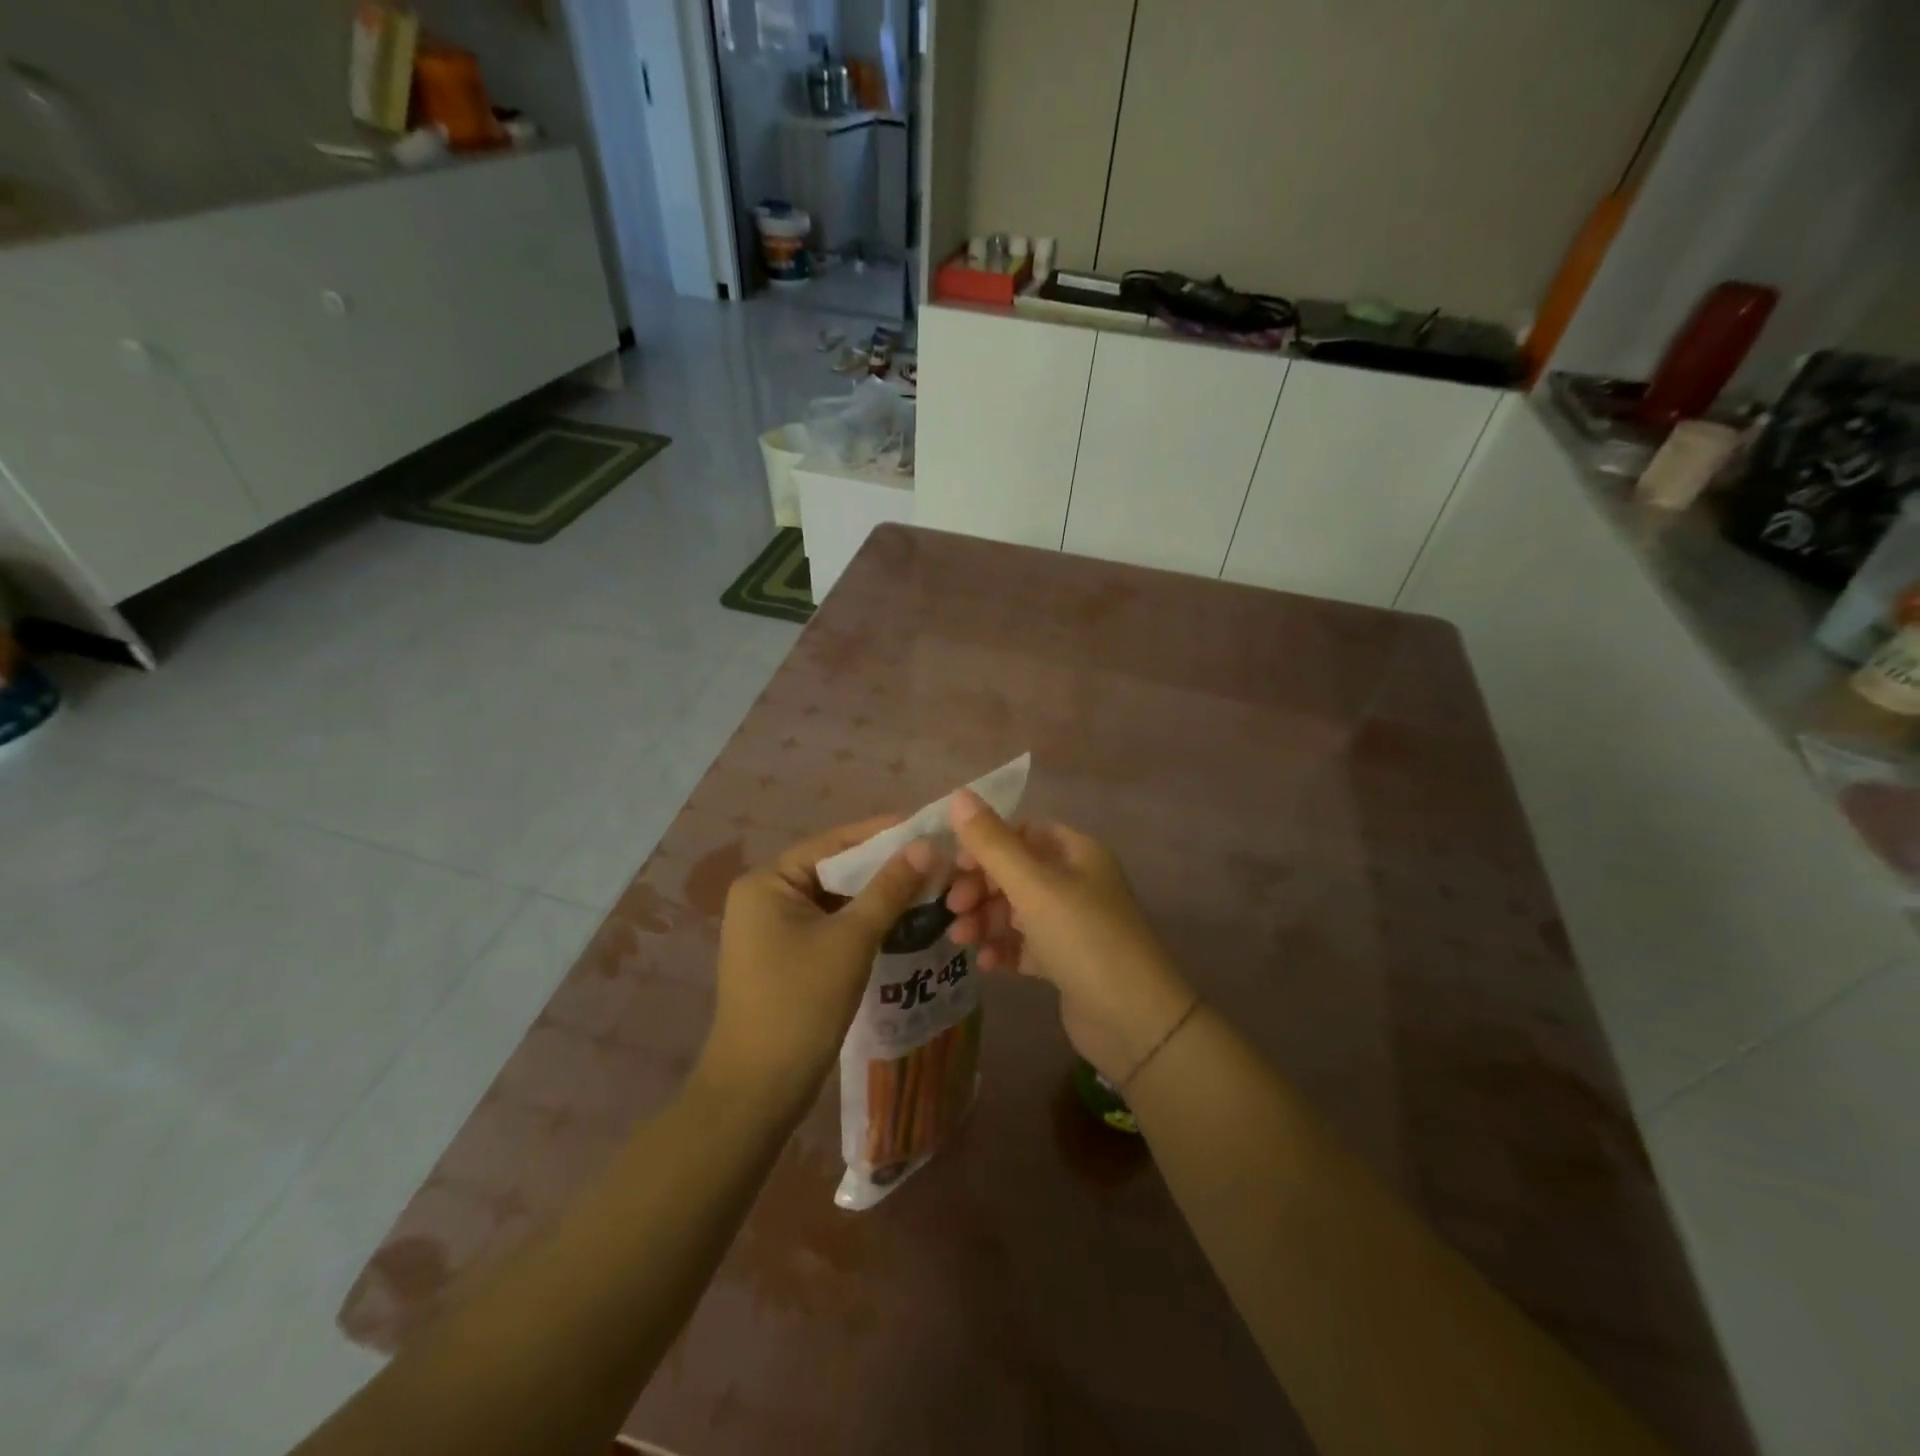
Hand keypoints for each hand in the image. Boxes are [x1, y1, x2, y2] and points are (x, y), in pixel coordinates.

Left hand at [701, 817, 932, 1109]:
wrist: (758, 1090)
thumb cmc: (801, 1004)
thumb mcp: (851, 939)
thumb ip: (889, 888)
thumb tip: (925, 845)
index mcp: (767, 882)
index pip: (833, 843)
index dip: (882, 834)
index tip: (927, 827)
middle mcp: (764, 897)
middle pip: (835, 871)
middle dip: (884, 869)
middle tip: (935, 861)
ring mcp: (772, 930)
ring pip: (835, 900)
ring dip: (877, 898)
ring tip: (928, 888)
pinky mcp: (785, 957)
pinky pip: (830, 926)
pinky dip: (863, 923)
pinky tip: (902, 923)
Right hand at [944, 792, 1195, 1087]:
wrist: (1135, 1021)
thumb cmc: (1084, 938)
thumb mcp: (1034, 886)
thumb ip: (992, 843)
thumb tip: (958, 794)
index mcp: (1076, 853)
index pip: (1022, 832)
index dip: (985, 845)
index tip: (955, 867)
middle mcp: (1076, 882)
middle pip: (1015, 872)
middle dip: (980, 887)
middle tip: (952, 908)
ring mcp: (1072, 923)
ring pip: (1017, 910)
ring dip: (985, 919)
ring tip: (960, 939)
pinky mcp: (1066, 961)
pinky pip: (1026, 945)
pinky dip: (1003, 949)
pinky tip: (985, 964)